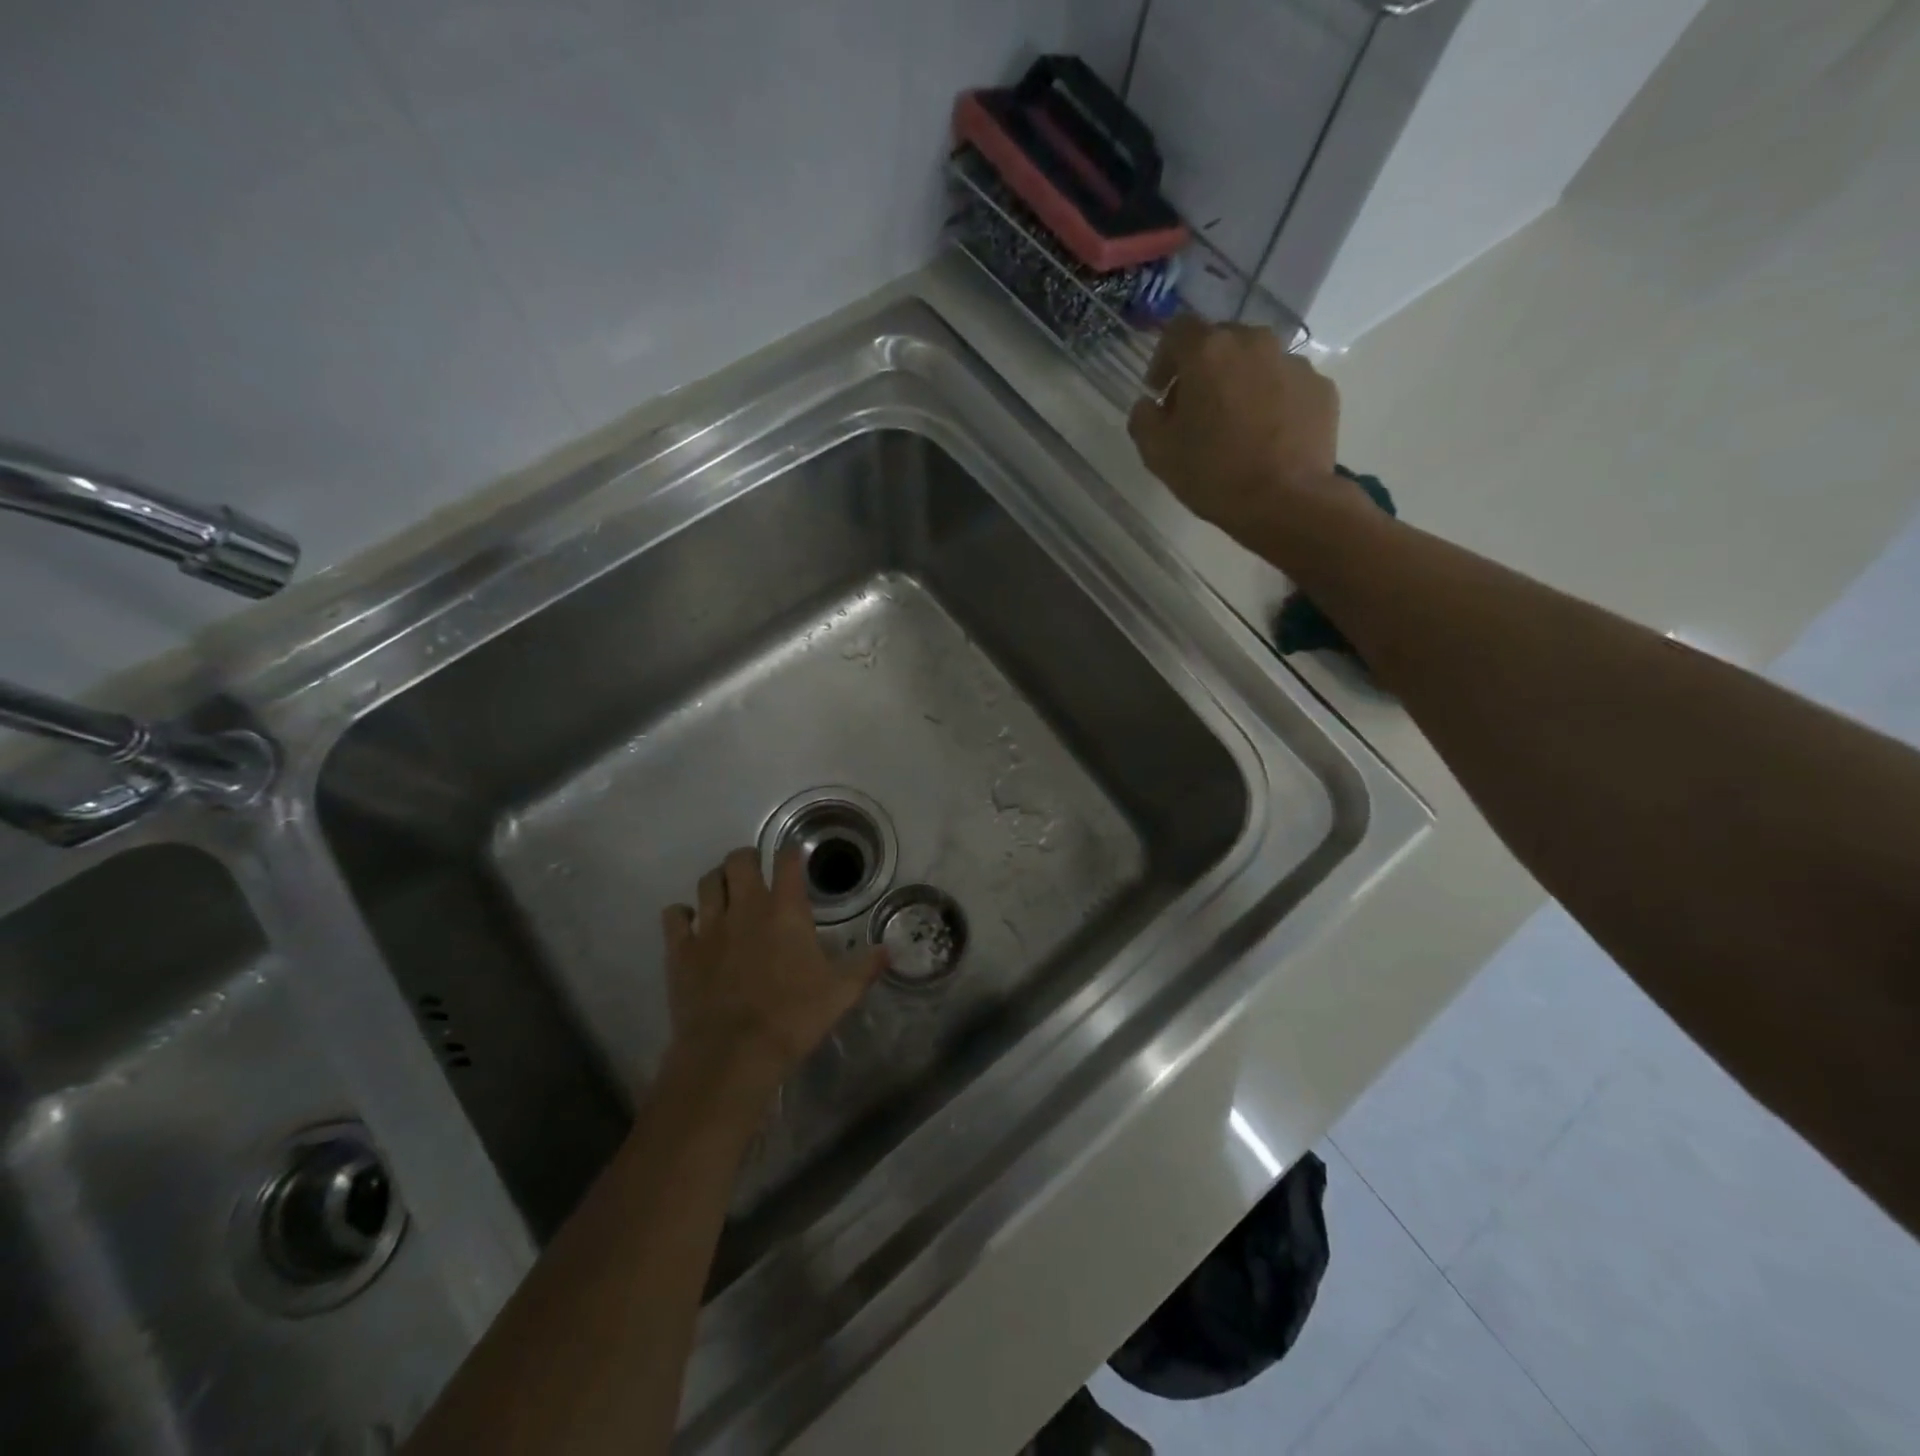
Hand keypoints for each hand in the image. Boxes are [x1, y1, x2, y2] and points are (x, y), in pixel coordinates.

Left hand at [661, 848, 886, 1090]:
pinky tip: (690, 923)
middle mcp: (746, 907)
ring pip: (708, 881)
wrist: (732, 1053)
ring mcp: (709, 926)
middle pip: (740, 860)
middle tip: (755, 872)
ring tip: (725, 891)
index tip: (793, 856)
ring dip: (718, 880)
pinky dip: (682, 914)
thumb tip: (888, 951)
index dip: (791, 853)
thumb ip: (864, 967)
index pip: (787, 862)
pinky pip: (675, 916)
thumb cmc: (792, 1017)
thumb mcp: (840, 994)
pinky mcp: (681, 950)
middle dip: (748, 859)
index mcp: (786, 911)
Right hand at [1127, 317, 1345, 547]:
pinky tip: (1266, 436)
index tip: (1159, 391)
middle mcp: (1254, 342)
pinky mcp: (1321, 387)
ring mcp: (1294, 363)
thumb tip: (1148, 404)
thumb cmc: (1213, 474)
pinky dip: (1272, 401)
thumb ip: (1143, 419)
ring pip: (1257, 362)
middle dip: (1203, 370)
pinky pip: (1286, 385)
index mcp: (1209, 352)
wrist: (1286, 501)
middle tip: (1195, 410)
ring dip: (1240, 383)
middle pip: (1221, 342)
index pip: (1178, 330)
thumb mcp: (1157, 453)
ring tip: (1235, 425)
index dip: (1163, 358)